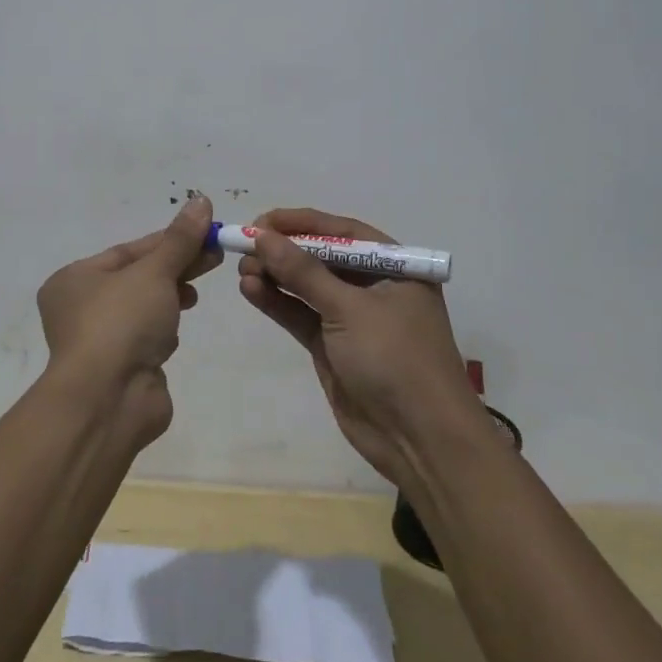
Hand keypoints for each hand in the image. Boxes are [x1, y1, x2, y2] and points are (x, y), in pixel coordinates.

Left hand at [37, 196, 222, 446]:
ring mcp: (100, 340)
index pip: (129, 250)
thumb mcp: (154, 272)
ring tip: (195, 294)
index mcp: (75, 279)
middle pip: (138, 277)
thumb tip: (201, 200)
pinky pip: (146, 336)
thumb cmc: (122, 323)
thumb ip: (180, 239)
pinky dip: (163, 329)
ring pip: (144, 307)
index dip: (170, 240)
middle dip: (177, 266)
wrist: (108, 400)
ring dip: (171, 297)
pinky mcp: (120, 367)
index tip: (206, 232)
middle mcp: (80, 307)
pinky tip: (175, 331)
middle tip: (216, 255)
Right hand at [237, 207, 486, 484]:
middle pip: (322, 257)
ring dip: (275, 276)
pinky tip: (251, 290)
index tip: (261, 221)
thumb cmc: (395, 359)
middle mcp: (374, 286)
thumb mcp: (349, 309)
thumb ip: (303, 272)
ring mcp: (352, 318)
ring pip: (307, 287)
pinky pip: (301, 315)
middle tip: (244, 247)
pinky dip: (277, 302)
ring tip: (241, 270)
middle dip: (284, 250)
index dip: (301, 223)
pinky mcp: (333, 346)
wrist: (419, 439)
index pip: (343, 232)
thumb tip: (261, 236)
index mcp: (394, 266)